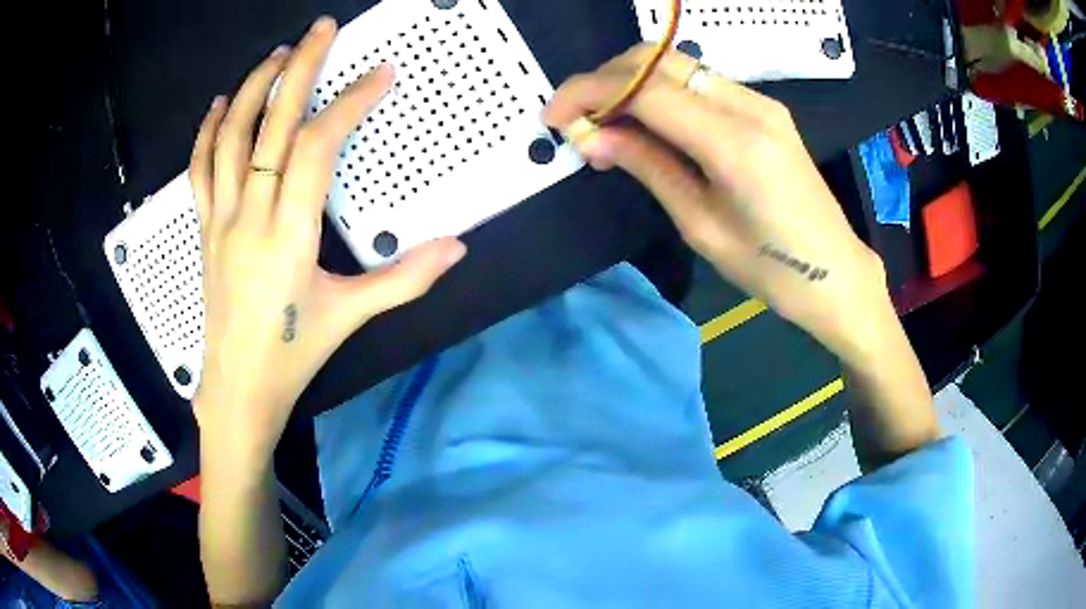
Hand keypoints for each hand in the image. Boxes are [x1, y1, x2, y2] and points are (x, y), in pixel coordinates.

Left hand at [189, 17, 465, 462]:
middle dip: (299, 68)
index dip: (348, 103)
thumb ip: (405, 279)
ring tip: (278, 53)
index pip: (316, 148)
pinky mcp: (205, 228)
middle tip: (321, 29)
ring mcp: (221, 219)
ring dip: (254, 88)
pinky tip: (222, 103)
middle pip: (271, 125)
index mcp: (288, 236)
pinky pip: (199, 169)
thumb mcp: (352, 318)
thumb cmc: (294, 354)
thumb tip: (458, 247)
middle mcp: (250, 216)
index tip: (378, 76)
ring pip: (229, 138)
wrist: (238, 388)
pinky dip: (208, 130)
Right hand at [545, 46, 887, 360]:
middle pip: (657, 61)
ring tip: (604, 122)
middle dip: (604, 79)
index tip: (553, 117)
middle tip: (575, 118)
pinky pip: (699, 83)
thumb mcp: (701, 225)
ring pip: (676, 65)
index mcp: (734, 143)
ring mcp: (760, 102)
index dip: (590, 94)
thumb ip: (648, 168)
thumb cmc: (771, 270)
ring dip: (630, 82)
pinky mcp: (764, 109)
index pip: (645, 88)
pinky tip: (646, 122)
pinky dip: (660, 90)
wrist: (836, 273)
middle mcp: (749, 106)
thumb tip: (591, 138)